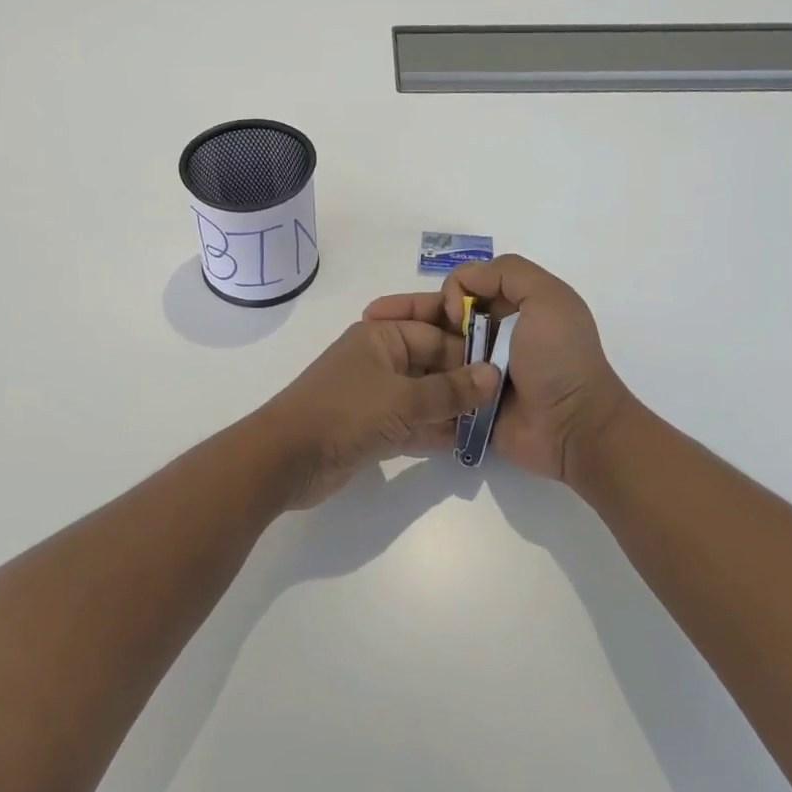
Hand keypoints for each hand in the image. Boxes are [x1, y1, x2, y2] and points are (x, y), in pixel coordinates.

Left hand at [260, 319, 499, 509]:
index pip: (435, 332)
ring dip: (453, 408)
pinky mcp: (371, 428)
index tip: (506, 366)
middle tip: (506, 397)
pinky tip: (467, 443)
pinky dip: (435, 431)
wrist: (285, 459)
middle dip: (464, 379)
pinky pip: (412, 423)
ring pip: (424, 395)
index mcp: (380, 336)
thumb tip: (493, 375)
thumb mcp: (404, 399)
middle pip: (431, 362)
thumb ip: (451, 390)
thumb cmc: (345, 413)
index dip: (468, 347)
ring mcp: (374, 395)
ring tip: (493, 421)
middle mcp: (379, 359)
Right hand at [365, 255, 635, 485]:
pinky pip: (434, 387)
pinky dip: (412, 381)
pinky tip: (383, 379)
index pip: (462, 287)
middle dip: (405, 314)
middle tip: (371, 318)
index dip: (447, 293)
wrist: (573, 427)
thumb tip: (461, 283)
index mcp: (510, 307)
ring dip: (403, 348)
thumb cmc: (560, 359)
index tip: (450, 313)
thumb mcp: (548, 299)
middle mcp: (491, 335)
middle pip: (439, 318)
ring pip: (430, 352)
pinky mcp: (466, 402)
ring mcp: (476, 371)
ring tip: (370, 350)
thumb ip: (508, 274)